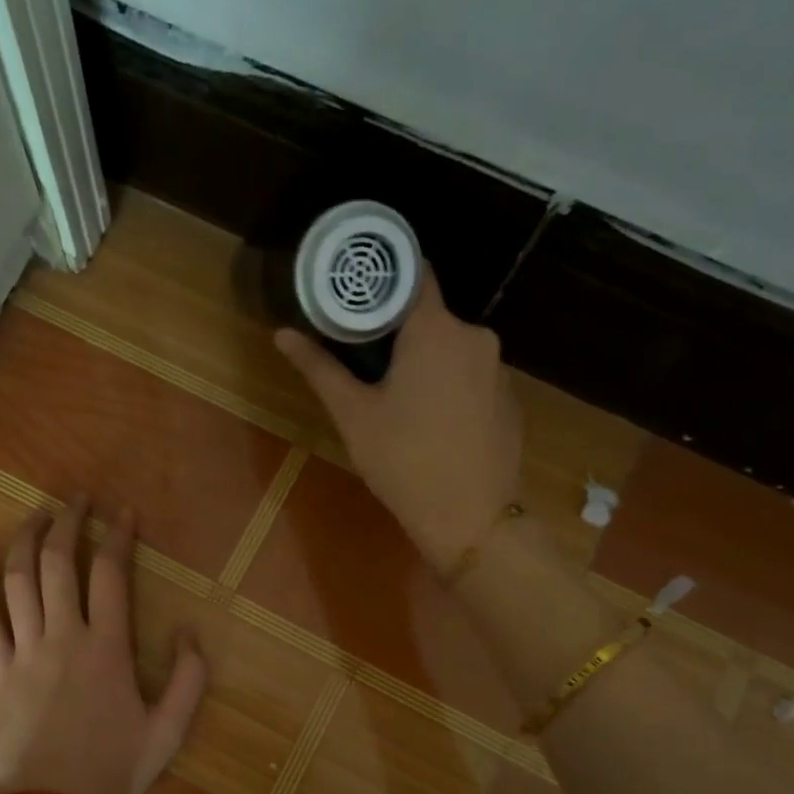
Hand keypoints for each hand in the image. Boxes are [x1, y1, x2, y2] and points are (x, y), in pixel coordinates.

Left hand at [0, 495, 206, 793]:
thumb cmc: (115, 771)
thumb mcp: (170, 731)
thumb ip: (189, 678)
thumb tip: (188, 630)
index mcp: (107, 649)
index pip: (110, 574)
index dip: (117, 536)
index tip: (123, 514)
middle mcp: (63, 638)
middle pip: (58, 563)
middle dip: (68, 522)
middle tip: (77, 500)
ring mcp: (24, 652)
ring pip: (17, 580)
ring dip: (25, 539)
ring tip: (36, 515)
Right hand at [275, 270, 521, 572]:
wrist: (471, 519)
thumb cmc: (404, 461)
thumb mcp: (354, 415)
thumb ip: (320, 368)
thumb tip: (282, 334)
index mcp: (435, 330)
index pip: (413, 274)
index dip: (383, 279)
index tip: (356, 295)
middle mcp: (475, 337)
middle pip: (431, 317)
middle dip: (399, 332)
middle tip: (364, 362)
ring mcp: (499, 369)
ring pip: (452, 349)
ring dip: (425, 362)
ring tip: (396, 398)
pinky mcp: (510, 400)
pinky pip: (472, 377)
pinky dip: (450, 386)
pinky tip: (433, 423)